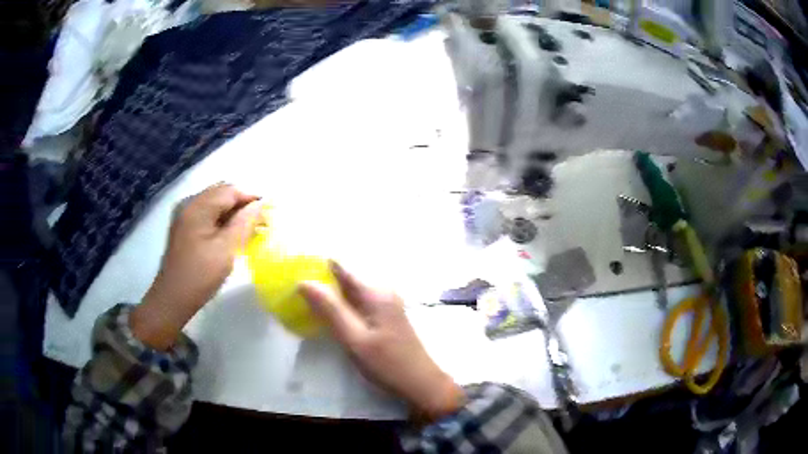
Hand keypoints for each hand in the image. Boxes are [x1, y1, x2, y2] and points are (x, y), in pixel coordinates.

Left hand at [131, 183, 262, 350]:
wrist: (172, 298)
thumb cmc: (200, 275)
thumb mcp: (226, 250)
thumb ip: (244, 223)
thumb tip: (260, 204)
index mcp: (197, 206)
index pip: (230, 190)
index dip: (251, 198)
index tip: (268, 214)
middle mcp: (189, 204)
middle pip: (221, 193)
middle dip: (242, 205)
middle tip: (259, 223)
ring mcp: (184, 215)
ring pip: (215, 203)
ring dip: (233, 213)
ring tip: (248, 231)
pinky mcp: (183, 227)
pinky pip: (207, 214)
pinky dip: (221, 220)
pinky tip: (230, 236)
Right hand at [299, 262, 464, 420]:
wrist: (421, 384)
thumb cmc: (388, 364)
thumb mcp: (355, 339)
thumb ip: (330, 310)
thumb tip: (304, 281)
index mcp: (375, 292)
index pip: (340, 267)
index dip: (316, 265)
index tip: (293, 268)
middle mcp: (382, 291)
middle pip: (345, 278)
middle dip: (321, 281)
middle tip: (294, 290)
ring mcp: (385, 303)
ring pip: (350, 291)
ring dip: (330, 295)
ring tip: (305, 301)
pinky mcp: (385, 316)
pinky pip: (358, 303)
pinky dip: (341, 306)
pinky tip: (328, 316)